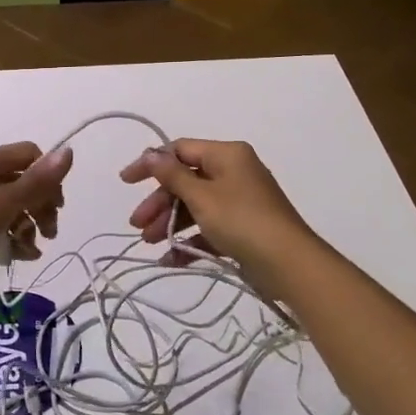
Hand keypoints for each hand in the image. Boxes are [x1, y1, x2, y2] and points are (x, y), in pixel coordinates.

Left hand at [0, 141, 72, 275]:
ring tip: (30, 251)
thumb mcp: (3, 202)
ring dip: (26, 226)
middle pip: (23, 182)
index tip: (56, 206)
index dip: (48, 178)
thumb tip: (69, 152)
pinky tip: (15, 257)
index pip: (32, 156)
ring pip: (10, 206)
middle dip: (40, 207)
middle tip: (49, 234)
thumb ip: (37, 182)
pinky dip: (7, 237)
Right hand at [120, 138, 317, 275]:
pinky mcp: (244, 227)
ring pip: (195, 205)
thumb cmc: (242, 220)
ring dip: (171, 222)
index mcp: (227, 154)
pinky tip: (171, 259)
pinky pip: (209, 226)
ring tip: (150, 243)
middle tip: (137, 225)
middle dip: (160, 203)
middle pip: (186, 180)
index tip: (126, 182)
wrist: (290, 264)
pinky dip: (191, 239)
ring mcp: (240, 200)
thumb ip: (172, 175)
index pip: (180, 150)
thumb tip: (150, 153)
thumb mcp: (201, 196)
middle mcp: (234, 171)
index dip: (151, 164)